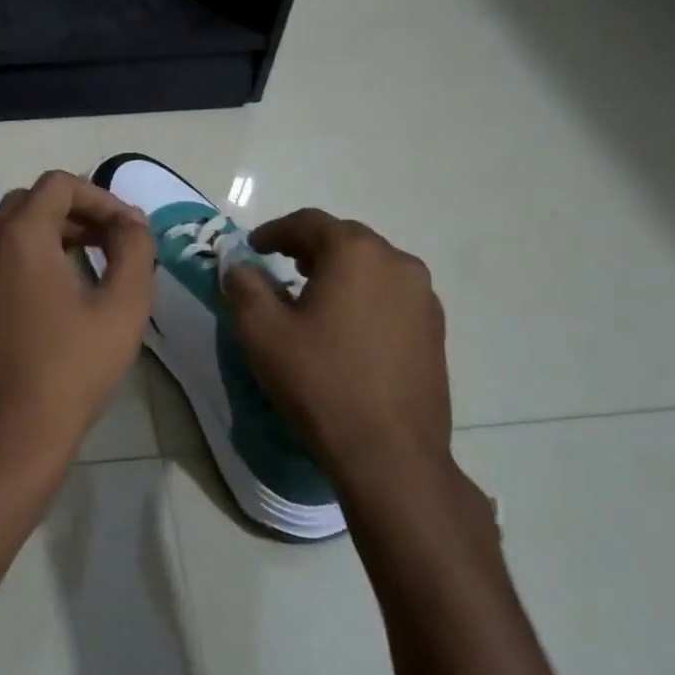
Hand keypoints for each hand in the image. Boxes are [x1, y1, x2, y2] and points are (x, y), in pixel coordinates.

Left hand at [0, 171, 154, 516]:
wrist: (8, 436)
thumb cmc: (71, 370)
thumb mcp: (123, 308)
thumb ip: (135, 251)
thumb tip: (131, 222)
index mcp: (20, 235)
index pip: (59, 185)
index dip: (100, 197)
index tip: (128, 230)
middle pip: (30, 201)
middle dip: (74, 211)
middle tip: (109, 242)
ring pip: (6, 227)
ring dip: (46, 230)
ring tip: (83, 261)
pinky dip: (22, 253)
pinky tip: (50, 290)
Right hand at [224, 208, 453, 483]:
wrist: (389, 452)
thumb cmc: (319, 381)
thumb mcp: (261, 331)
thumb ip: (244, 285)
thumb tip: (239, 265)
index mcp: (356, 253)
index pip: (309, 222)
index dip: (275, 231)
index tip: (253, 247)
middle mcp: (398, 263)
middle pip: (345, 239)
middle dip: (308, 248)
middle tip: (280, 265)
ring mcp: (424, 298)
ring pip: (372, 267)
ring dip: (338, 272)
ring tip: (311, 296)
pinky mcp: (435, 331)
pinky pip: (391, 296)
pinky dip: (363, 297)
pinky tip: (345, 328)